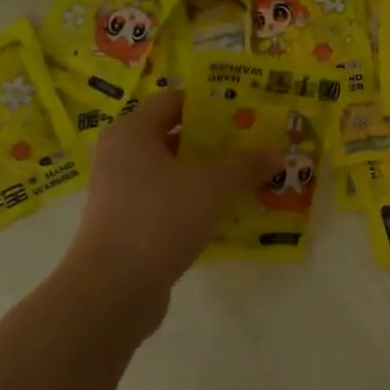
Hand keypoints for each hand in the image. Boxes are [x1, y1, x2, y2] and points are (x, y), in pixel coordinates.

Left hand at [61, 92, 280, 312]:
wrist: (113, 288)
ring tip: (250, 179)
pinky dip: (197, 204)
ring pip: (174, 173)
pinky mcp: (129, 225)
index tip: (246, 112)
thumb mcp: (214, 187)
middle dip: (216, 142)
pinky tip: (228, 213)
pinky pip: (169, 203)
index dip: (211, 103)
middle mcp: (121, 157)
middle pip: (175, 137)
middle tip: (255, 145)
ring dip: (210, 175)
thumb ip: (247, 166)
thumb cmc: (160, 218)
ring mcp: (122, 193)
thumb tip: (276, 153)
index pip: (174, 101)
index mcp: (132, 133)